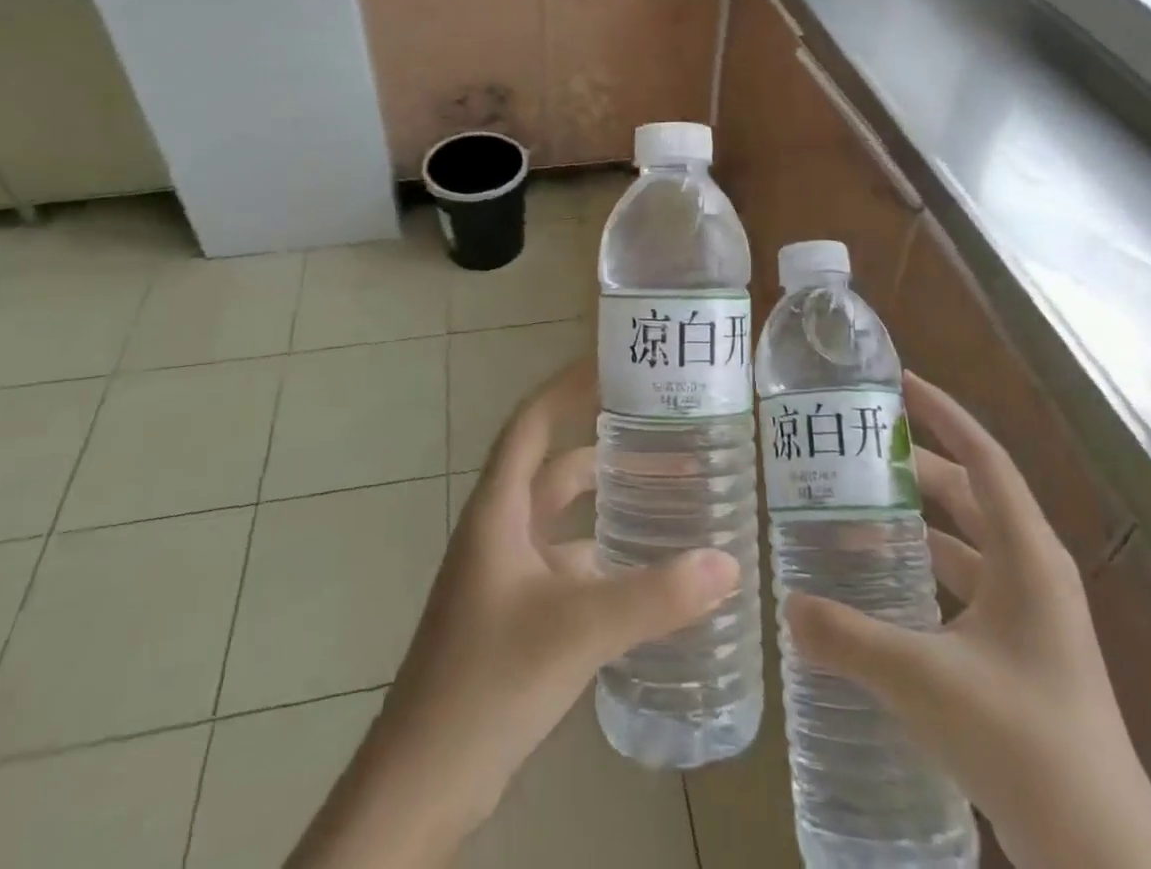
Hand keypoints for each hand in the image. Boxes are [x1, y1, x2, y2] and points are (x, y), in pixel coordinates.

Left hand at [287, 359, 739, 868]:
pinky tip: (649, 571)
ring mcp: (506, 576)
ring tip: (669, 492)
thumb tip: (730, 563)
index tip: (613, 364)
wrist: (420, 787)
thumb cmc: (487, 682)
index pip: (532, 422)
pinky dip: (605, 558)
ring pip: (564, 520)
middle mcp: (501, 530)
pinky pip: (568, 566)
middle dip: (604, 446)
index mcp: (498, 510)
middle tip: (662, 431)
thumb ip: (655, 597)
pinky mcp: (517, 617)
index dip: (567, 387)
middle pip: (555, 467)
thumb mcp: (577, 630)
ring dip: (608, 504)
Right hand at [784, 372, 1150, 868]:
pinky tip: (883, 586)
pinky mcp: (1019, 652)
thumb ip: (847, 637)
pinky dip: (924, 571)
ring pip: (965, 542)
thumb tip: (788, 605)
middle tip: (856, 451)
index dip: (944, 413)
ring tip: (857, 510)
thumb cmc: (1021, 741)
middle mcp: (1033, 570)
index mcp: (1027, 554)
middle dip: (915, 468)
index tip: (900, 383)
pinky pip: (964, 585)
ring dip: (917, 523)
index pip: (983, 457)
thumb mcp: (922, 678)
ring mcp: (1030, 614)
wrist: (1100, 857)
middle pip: (969, 495)